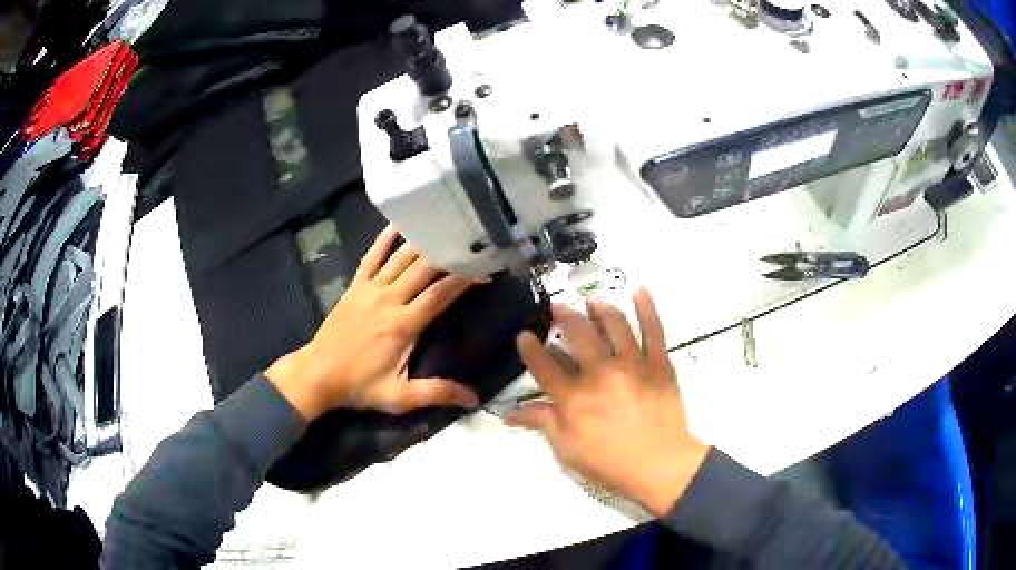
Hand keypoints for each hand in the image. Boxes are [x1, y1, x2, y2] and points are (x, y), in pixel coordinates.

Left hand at [266, 226, 479, 420]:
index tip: (486, 269)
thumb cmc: (359, 386)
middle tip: (470, 242)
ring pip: (400, 259)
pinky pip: (370, 258)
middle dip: (449, 254)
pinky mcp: (355, 287)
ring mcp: (370, 290)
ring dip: (422, 243)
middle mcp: (389, 299)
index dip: (465, 279)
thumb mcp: (399, 397)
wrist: (318, 374)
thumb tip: (474, 399)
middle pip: (424, 269)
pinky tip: (396, 225)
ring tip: (443, 229)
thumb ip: (436, 393)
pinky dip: (383, 240)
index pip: (440, 293)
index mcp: (403, 324)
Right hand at [506, 289, 708, 516]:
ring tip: (592, 301)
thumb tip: (510, 413)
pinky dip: (647, 308)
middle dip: (564, 316)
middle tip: (558, 308)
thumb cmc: (610, 463)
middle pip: (578, 334)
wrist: (660, 466)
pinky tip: (639, 290)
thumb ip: (542, 424)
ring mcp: (632, 365)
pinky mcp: (658, 364)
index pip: (544, 366)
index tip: (524, 334)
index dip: (530, 348)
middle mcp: (600, 374)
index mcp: (574, 398)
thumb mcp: (567, 450)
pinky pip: (654, 330)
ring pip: (614, 325)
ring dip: (600, 308)